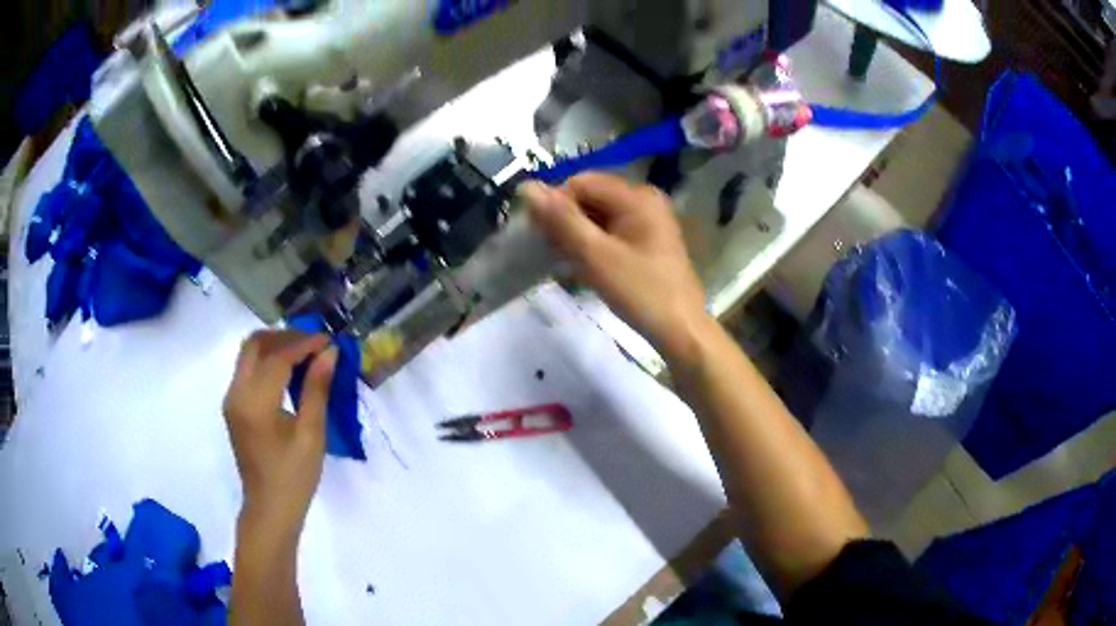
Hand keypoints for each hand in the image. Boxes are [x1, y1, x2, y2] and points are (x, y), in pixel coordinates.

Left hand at [223, 331, 336, 534]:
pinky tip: (289, 371)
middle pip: (255, 344)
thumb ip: (317, 389)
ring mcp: (232, 398)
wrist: (270, 508)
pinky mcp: (234, 405)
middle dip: (285, 336)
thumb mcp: (311, 435)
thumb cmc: (294, 477)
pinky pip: (247, 369)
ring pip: (249, 353)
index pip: (277, 357)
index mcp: (255, 402)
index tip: (329, 340)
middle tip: (314, 343)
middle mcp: (236, 393)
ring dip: (275, 346)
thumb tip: (329, 353)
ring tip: (305, 353)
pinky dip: (268, 360)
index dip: (304, 344)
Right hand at [520, 174, 709, 359]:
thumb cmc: (640, 292)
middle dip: (565, 220)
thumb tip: (526, 187)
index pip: (581, 182)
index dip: (555, 203)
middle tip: (548, 249)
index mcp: (637, 197)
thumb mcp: (596, 255)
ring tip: (562, 260)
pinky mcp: (647, 242)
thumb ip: (561, 220)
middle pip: (590, 197)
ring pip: (598, 216)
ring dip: (576, 234)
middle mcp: (644, 200)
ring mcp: (648, 221)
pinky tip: (580, 266)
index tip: (538, 234)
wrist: (681, 331)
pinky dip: (592, 244)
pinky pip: (610, 232)